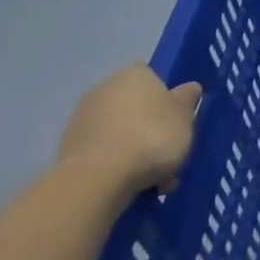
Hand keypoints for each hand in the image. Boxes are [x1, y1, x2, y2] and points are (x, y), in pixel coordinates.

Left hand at [58, 67, 201, 197]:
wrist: (98, 178)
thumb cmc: (152, 137)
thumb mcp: (184, 117)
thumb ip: (187, 100)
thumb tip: (189, 87)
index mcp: (134, 74)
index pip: (154, 77)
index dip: (167, 98)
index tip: (178, 121)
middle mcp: (105, 88)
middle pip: (138, 107)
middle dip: (153, 129)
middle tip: (170, 155)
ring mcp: (83, 117)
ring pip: (122, 132)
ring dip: (138, 151)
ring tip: (156, 181)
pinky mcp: (70, 146)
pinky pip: (104, 151)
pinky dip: (118, 164)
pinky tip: (132, 185)